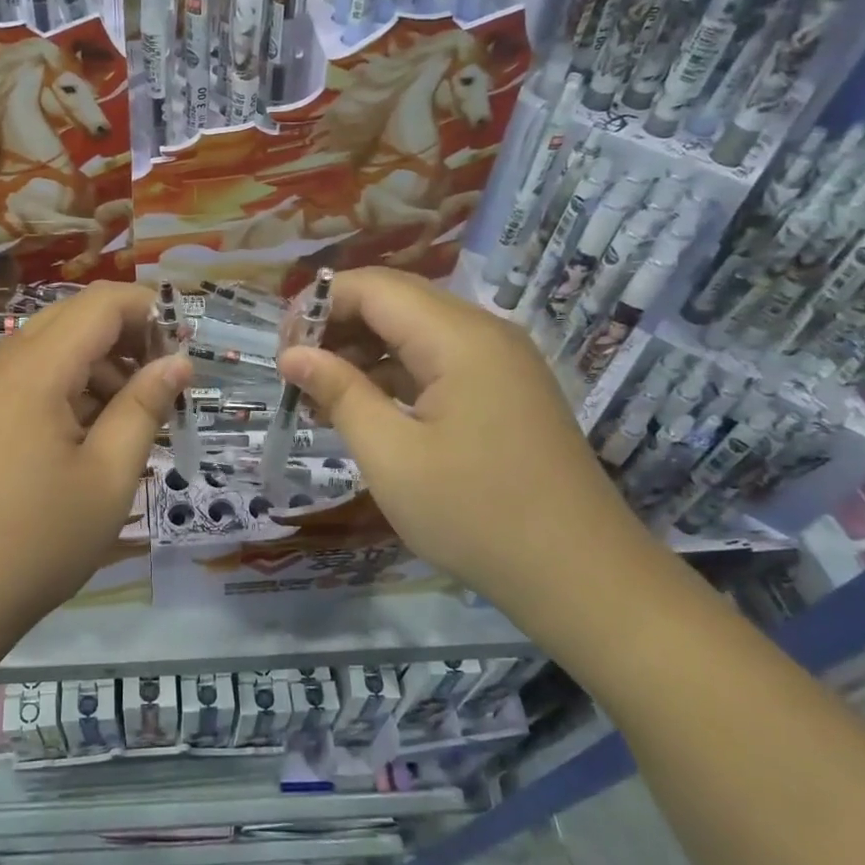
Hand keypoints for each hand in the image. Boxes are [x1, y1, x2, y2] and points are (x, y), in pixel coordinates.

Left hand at [0, 283, 190, 639]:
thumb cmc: (34, 542)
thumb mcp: (107, 478)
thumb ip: (144, 408)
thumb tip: (177, 363)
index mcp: (34, 369)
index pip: (100, 303)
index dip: (149, 309)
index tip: (185, 345)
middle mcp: (1, 365)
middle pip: (73, 319)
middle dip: (126, 339)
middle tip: (162, 386)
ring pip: (51, 351)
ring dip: (98, 368)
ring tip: (130, 422)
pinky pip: (28, 381)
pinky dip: (68, 391)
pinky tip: (87, 440)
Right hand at [276, 268, 651, 621]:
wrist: (583, 577)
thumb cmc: (476, 515)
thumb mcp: (391, 456)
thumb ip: (339, 393)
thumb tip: (292, 355)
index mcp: (459, 336)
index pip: (373, 287)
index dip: (318, 306)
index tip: (282, 351)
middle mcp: (484, 332)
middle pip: (396, 301)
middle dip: (337, 327)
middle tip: (296, 374)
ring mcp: (501, 360)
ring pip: (416, 331)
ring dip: (365, 352)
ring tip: (321, 396)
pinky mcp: (506, 390)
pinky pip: (440, 361)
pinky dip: (397, 374)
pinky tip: (367, 409)